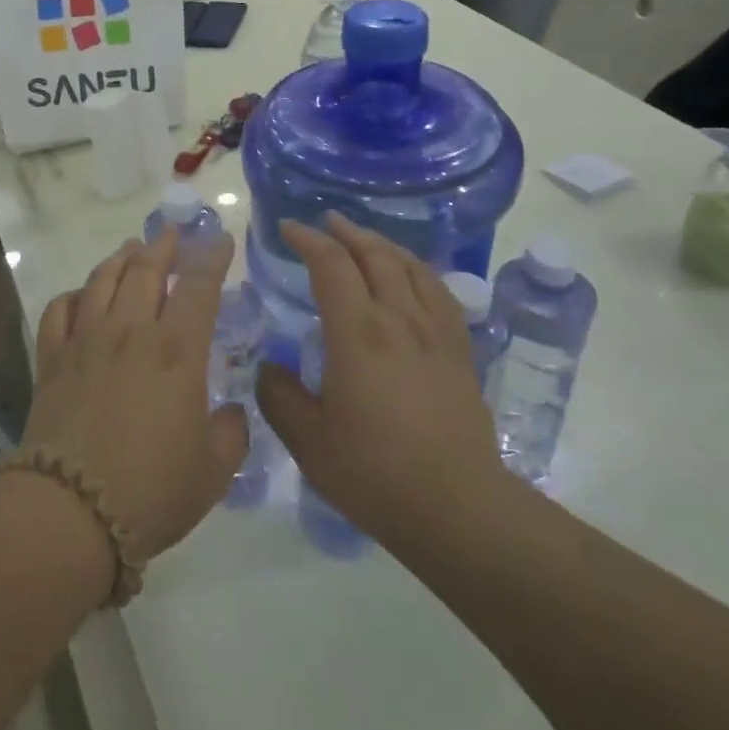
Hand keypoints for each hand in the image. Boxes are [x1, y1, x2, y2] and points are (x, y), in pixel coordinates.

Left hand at [19, 229, 248, 562]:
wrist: (70, 511)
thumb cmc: (151, 490)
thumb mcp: (213, 471)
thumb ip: (231, 433)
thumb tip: (231, 413)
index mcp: (177, 350)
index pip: (199, 284)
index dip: (212, 256)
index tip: (220, 240)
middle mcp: (130, 331)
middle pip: (146, 269)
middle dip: (163, 245)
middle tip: (172, 233)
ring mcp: (85, 341)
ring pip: (102, 280)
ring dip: (120, 259)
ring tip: (131, 249)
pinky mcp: (52, 359)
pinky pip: (60, 310)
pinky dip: (74, 296)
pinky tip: (82, 297)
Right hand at [255, 213, 511, 552]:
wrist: (457, 507)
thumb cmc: (375, 473)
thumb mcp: (308, 440)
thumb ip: (279, 396)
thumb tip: (268, 368)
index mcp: (357, 333)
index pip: (331, 265)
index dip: (308, 240)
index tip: (288, 229)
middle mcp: (399, 319)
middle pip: (374, 256)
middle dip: (346, 233)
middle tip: (325, 222)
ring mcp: (436, 333)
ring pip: (410, 267)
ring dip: (382, 245)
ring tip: (364, 239)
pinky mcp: (460, 351)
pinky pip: (440, 292)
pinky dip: (419, 270)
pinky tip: (413, 276)